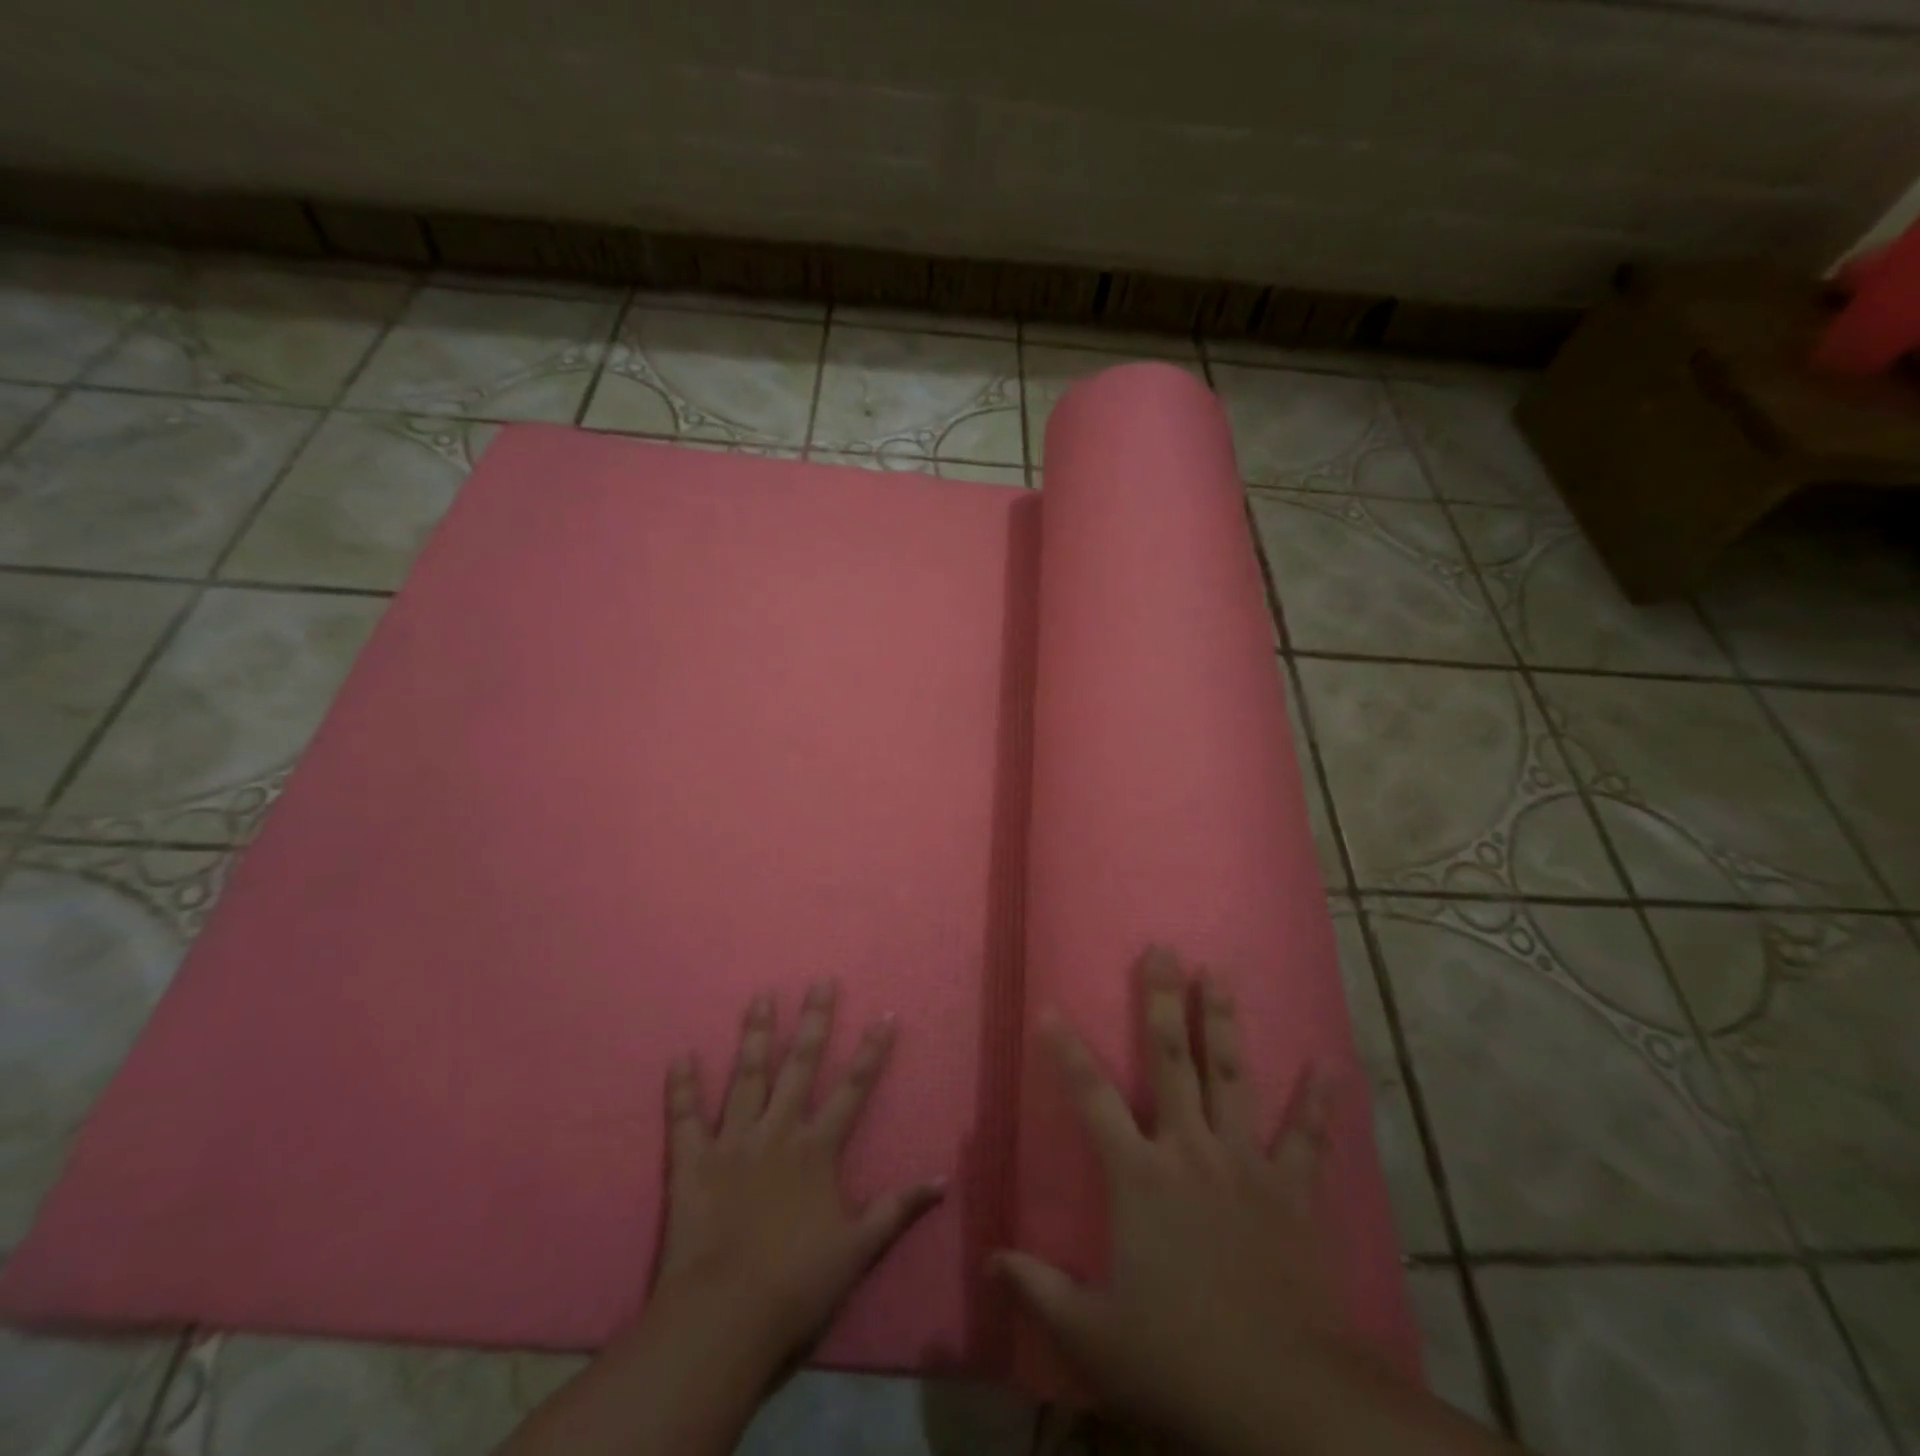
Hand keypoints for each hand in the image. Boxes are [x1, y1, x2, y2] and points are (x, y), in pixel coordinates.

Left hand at [653, 983, 943, 1366]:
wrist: (724, 1317)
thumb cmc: (796, 1285)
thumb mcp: (858, 1250)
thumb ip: (898, 1209)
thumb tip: (943, 1179)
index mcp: (817, 1150)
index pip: (853, 1090)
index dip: (872, 1052)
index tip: (886, 1015)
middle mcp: (778, 1133)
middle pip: (800, 1066)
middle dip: (814, 1022)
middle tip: (820, 981)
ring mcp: (733, 1143)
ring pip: (747, 1078)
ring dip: (755, 1036)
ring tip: (760, 997)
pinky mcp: (692, 1164)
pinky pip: (684, 1118)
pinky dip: (681, 1087)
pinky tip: (680, 1056)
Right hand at [995, 947, 1361, 1451]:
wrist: (1287, 1402)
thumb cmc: (1181, 1361)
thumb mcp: (1094, 1337)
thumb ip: (1038, 1289)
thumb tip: (989, 1260)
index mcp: (1140, 1177)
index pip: (1091, 1097)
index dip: (1066, 1051)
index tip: (1049, 1008)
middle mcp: (1190, 1151)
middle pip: (1172, 1060)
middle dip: (1162, 1001)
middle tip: (1163, 949)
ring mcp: (1245, 1165)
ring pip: (1232, 1076)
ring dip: (1224, 1022)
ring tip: (1219, 973)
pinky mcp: (1292, 1193)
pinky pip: (1307, 1138)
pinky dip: (1319, 1102)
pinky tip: (1329, 1064)